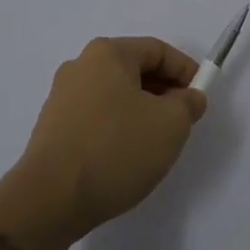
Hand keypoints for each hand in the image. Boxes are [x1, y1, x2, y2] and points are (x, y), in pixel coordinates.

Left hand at [15, 37, 207, 238]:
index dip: (185, 71)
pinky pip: (96, 117)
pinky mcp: (52, 128)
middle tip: (182, 121)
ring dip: (141, 112)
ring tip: (155, 143)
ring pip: (115, 95)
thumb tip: (188, 97)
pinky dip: (117, 129)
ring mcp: (61, 97)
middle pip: (134, 70)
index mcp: (107, 53)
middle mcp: (80, 66)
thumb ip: (188, 104)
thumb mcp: (170, 125)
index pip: (157, 50)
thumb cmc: (115, 149)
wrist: (49, 200)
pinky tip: (125, 157)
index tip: (200, 98)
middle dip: (163, 92)